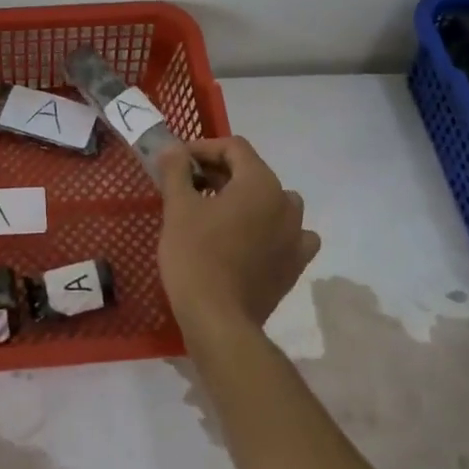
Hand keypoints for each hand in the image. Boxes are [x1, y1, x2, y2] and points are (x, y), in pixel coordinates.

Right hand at [157, 137, 320, 337]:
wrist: (219, 320)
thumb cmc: (195, 256)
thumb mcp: (178, 208)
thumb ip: (176, 171)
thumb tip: (172, 149)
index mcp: (260, 183)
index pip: (234, 148)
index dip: (203, 148)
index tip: (178, 163)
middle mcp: (286, 202)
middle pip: (252, 172)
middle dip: (220, 173)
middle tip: (188, 186)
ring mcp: (296, 235)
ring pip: (273, 201)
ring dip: (246, 199)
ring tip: (217, 211)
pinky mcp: (295, 264)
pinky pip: (288, 234)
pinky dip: (271, 230)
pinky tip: (252, 239)